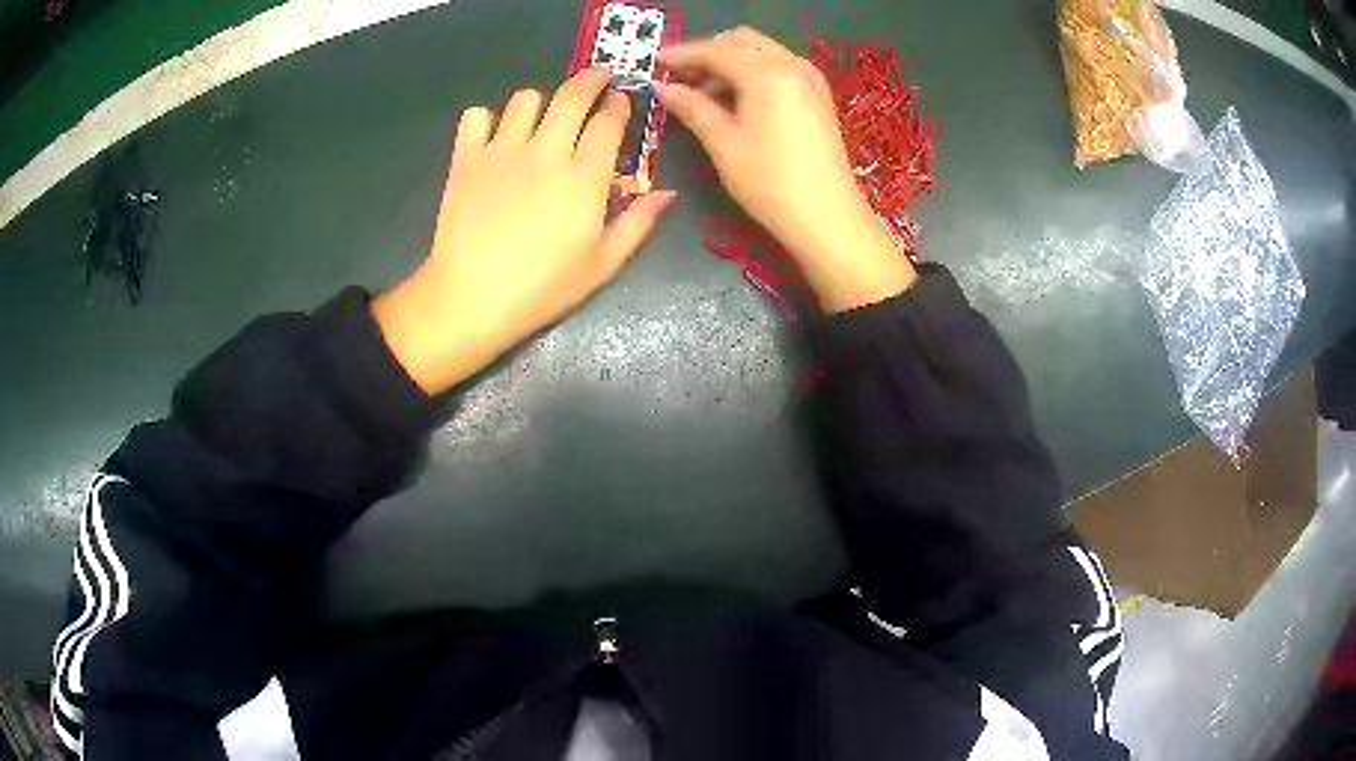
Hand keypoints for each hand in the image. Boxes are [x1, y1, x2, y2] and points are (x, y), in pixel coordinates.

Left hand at [374, 70, 674, 395]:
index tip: (622, 101)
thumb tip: (667, 193)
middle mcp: (546, 151)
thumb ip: (637, 223)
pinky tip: (492, 138)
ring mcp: (502, 150)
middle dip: (591, 79)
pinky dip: (485, 120)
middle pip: (573, 94)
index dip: (619, 104)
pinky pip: (476, 116)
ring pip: (525, 99)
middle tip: (597, 81)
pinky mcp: (466, 158)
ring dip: (540, 103)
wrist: (471, 299)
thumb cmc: (542, 288)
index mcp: (585, 177)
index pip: (608, 121)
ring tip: (541, 119)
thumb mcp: (602, 264)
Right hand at [659, 27, 914, 312]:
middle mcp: (792, 65)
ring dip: (730, 63)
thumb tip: (664, 89)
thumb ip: (692, 107)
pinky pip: (778, 68)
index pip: (716, 51)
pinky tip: (735, 100)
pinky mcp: (817, 96)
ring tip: (703, 94)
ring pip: (761, 53)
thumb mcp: (723, 143)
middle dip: (708, 53)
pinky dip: (753, 74)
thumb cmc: (770, 181)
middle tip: (679, 77)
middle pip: (742, 42)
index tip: (655, 63)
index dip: (682, 55)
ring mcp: (810, 79)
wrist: (827, 216)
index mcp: (767, 73)